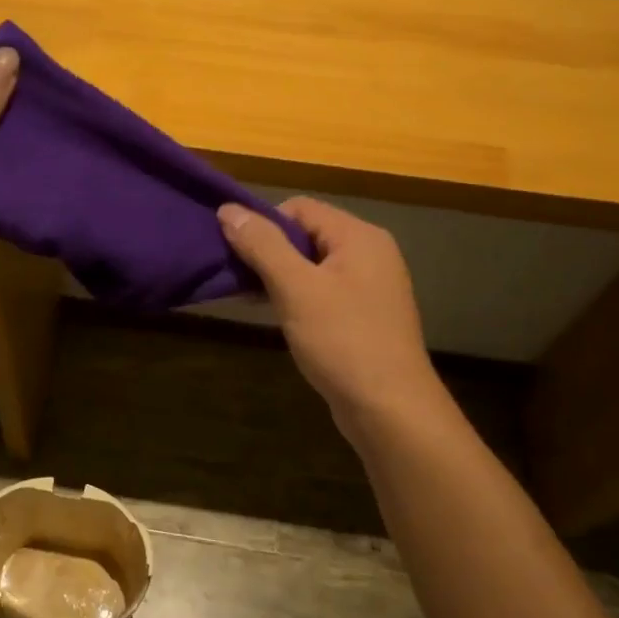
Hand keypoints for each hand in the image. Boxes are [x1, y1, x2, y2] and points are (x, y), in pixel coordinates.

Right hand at [217, 198, 442, 434]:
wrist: (390, 410)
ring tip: (249, 298)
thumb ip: (262, 245)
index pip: (300, 208)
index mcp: (359, 236)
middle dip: (268, 252)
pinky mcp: (365, 315)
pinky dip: (297, 297)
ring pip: (312, 265)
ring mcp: (370, 286)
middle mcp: (370, 253)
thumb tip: (228, 210)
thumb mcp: (296, 288)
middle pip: (307, 234)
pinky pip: (323, 291)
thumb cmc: (342, 341)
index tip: (236, 253)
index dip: (264, 224)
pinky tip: (276, 316)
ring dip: (279, 276)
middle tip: (237, 278)